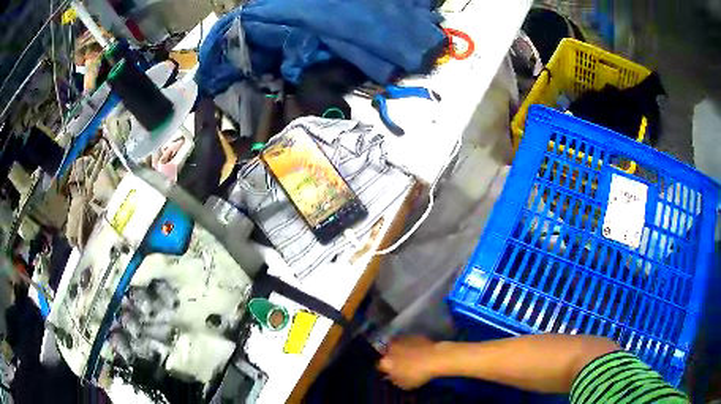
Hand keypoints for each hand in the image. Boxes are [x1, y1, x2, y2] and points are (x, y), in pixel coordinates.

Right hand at [377, 335, 438, 389]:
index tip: (390, 372)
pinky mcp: (412, 335)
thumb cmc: (418, 374)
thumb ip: (394, 380)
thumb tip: (391, 377)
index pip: (380, 366)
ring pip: (396, 345)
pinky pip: (407, 341)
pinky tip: (416, 349)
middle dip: (391, 357)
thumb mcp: (404, 385)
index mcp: (385, 362)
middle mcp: (390, 349)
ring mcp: (401, 340)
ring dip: (399, 350)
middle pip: (387, 353)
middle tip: (400, 363)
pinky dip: (409, 345)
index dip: (385, 370)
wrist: (435, 358)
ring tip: (408, 355)